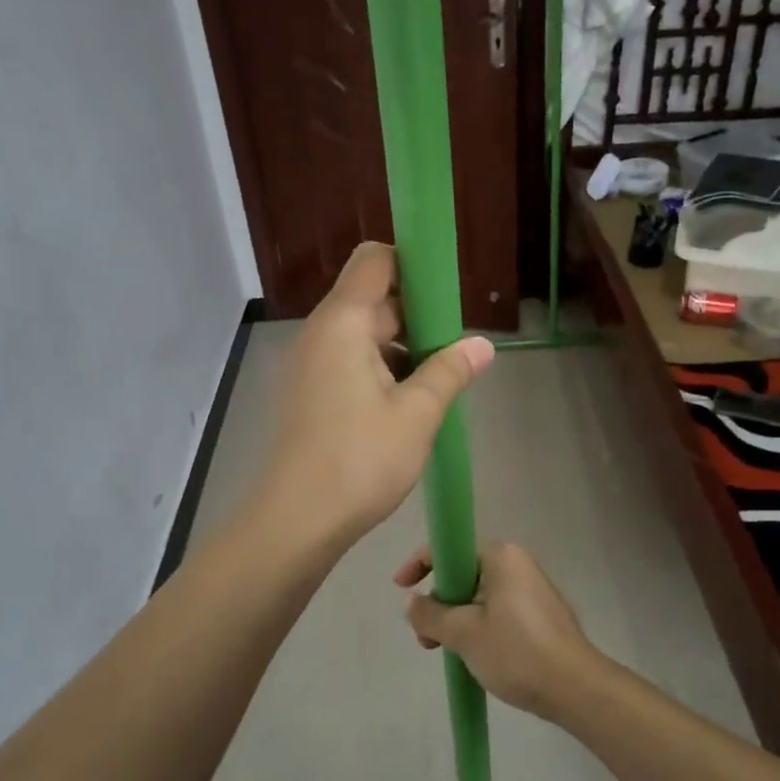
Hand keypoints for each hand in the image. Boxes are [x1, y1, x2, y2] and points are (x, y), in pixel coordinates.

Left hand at [260, 243, 493, 550]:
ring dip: (400, 347)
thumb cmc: (360, 460)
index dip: (412, 265)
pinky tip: (407, 403)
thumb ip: (450, 371)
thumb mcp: (417, 414)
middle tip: (453, 349)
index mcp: (343, 322)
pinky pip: (349, 361)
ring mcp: (310, 363)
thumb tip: (482, 345)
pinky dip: (379, 369)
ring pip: (363, 334)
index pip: (375, 260)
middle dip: (416, 315)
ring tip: (437, 381)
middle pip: (372, 297)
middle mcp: (321, 333)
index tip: (446, 296)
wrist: (297, 520)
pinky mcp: (308, 391)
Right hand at [393, 542, 606, 718]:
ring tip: (445, 652)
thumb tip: (410, 603)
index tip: (401, 589)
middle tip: (424, 636)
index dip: (419, 565)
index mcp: (500, 556)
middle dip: (438, 602)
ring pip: (478, 595)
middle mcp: (517, 564)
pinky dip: (477, 627)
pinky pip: (496, 611)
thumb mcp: (463, 633)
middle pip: (463, 573)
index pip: (449, 548)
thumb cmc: (516, 652)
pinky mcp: (539, 615)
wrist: (576, 689)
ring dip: (455, 619)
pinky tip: (472, 656)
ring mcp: (531, 590)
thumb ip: (429, 614)